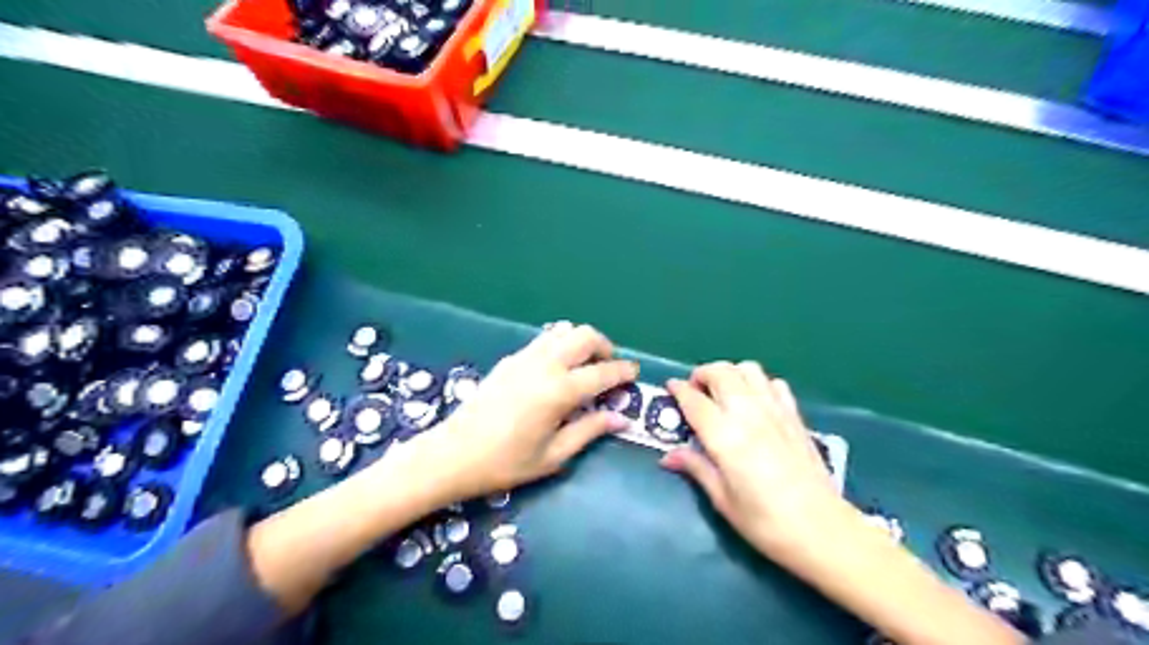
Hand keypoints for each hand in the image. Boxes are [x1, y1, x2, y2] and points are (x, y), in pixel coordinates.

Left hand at [400, 326, 636, 499]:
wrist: (453, 454)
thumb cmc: (506, 462)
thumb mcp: (554, 455)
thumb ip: (590, 430)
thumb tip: (621, 418)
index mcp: (559, 390)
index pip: (602, 372)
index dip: (623, 371)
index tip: (634, 374)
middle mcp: (545, 364)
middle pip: (585, 335)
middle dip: (604, 347)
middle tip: (609, 368)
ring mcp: (525, 357)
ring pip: (563, 331)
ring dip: (581, 342)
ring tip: (585, 366)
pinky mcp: (510, 359)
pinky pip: (544, 340)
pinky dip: (560, 345)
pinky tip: (558, 369)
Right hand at [661, 363, 840, 553]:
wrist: (822, 529)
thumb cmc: (765, 521)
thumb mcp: (722, 499)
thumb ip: (696, 468)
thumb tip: (668, 456)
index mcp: (724, 436)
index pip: (694, 400)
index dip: (678, 389)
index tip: (670, 387)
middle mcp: (748, 413)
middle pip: (721, 372)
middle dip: (702, 374)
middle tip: (695, 392)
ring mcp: (775, 410)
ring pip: (748, 369)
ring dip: (730, 374)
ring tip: (723, 393)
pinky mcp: (795, 415)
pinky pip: (773, 383)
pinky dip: (758, 384)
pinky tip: (755, 403)